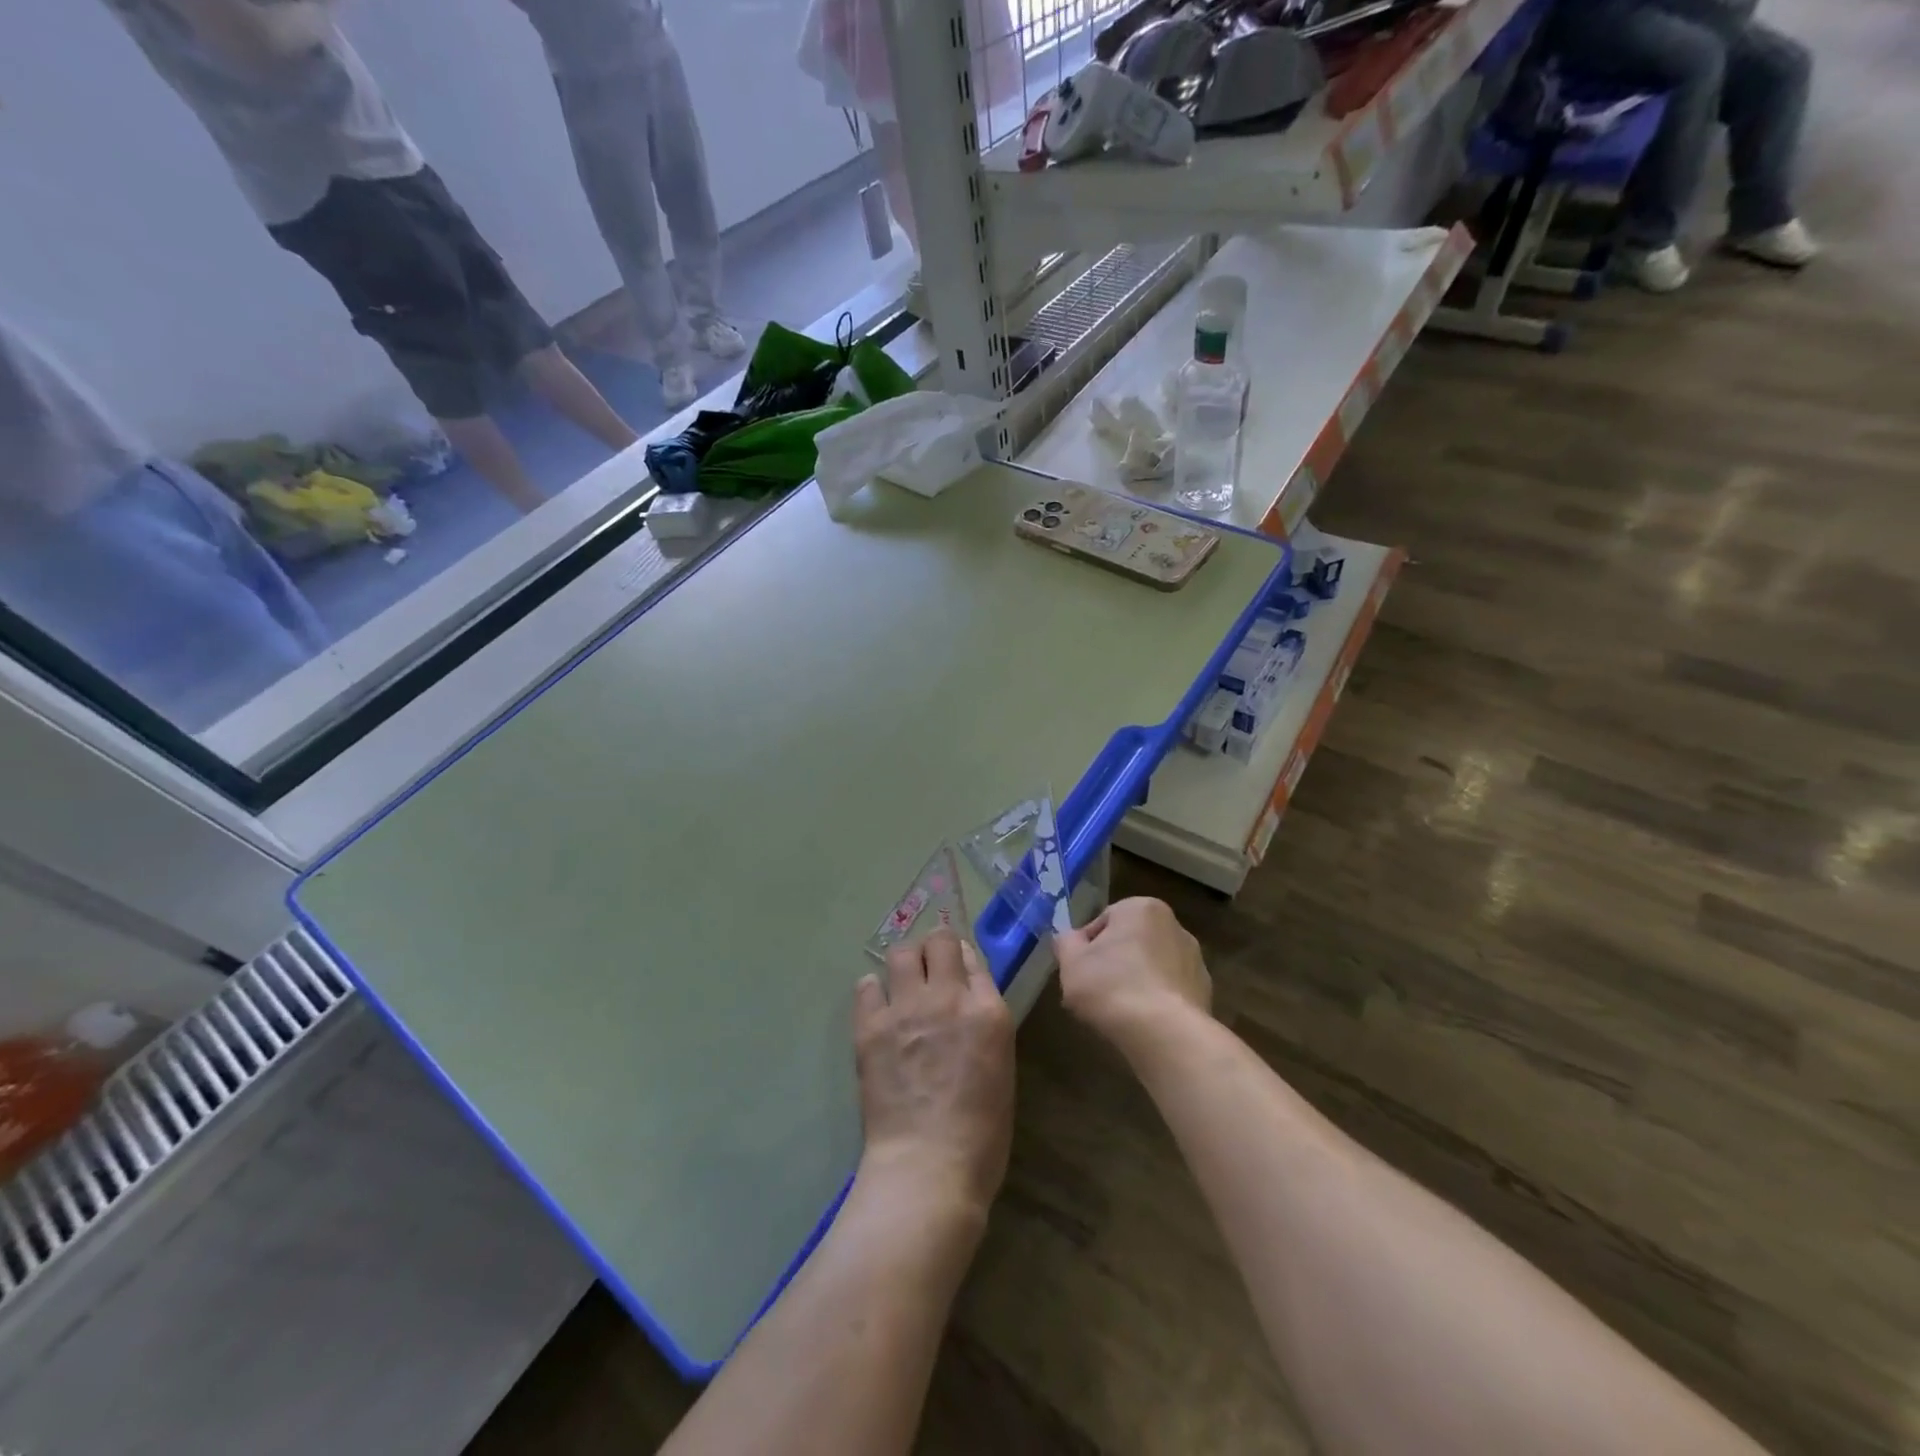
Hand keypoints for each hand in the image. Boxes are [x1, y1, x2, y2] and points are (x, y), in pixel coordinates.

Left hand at [853, 933, 1014, 1221]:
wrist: (928, 1166)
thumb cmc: (980, 1132)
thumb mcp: (1000, 1065)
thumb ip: (984, 1020)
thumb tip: (966, 994)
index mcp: (988, 1010)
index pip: (971, 956)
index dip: (961, 960)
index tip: (955, 970)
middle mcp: (947, 997)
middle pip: (937, 940)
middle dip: (934, 948)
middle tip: (929, 972)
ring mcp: (906, 1009)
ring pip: (900, 952)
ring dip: (904, 964)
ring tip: (902, 987)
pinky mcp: (871, 1026)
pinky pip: (866, 985)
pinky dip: (873, 991)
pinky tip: (879, 1011)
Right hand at [1055, 897, 1211, 1056]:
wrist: (1165, 1034)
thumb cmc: (1112, 987)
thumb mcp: (1071, 963)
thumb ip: (1065, 943)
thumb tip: (1068, 939)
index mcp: (1141, 908)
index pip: (1103, 922)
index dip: (1086, 949)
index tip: (1079, 973)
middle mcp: (1174, 925)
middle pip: (1130, 943)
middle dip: (1113, 964)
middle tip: (1095, 993)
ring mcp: (1194, 959)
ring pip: (1151, 967)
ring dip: (1135, 983)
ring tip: (1118, 1013)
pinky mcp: (1205, 991)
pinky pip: (1169, 991)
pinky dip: (1156, 1002)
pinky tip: (1142, 1024)